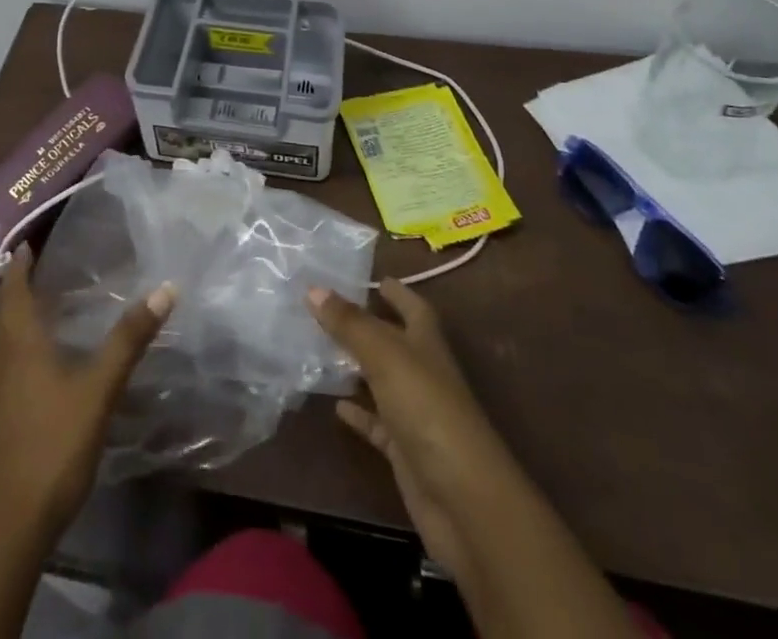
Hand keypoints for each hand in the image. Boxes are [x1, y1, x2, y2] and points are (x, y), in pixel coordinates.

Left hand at [0, 246, 175, 548]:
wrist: (9, 528)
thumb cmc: (55, 447)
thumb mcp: (100, 390)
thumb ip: (129, 339)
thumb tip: (165, 289)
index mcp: (19, 348)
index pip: (13, 294)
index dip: (17, 268)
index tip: (24, 248)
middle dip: (12, 302)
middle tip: (30, 288)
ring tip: (11, 338)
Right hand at [308, 280, 517, 576]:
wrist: (463, 499)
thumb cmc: (427, 409)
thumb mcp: (385, 356)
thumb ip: (349, 323)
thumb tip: (313, 286)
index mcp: (427, 342)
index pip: (413, 307)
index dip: (397, 292)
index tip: (373, 278)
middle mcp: (423, 372)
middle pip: (394, 341)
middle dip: (367, 325)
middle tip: (328, 308)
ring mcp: (416, 412)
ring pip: (381, 380)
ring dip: (357, 367)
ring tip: (320, 349)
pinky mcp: (405, 450)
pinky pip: (377, 423)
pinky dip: (358, 412)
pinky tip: (334, 405)